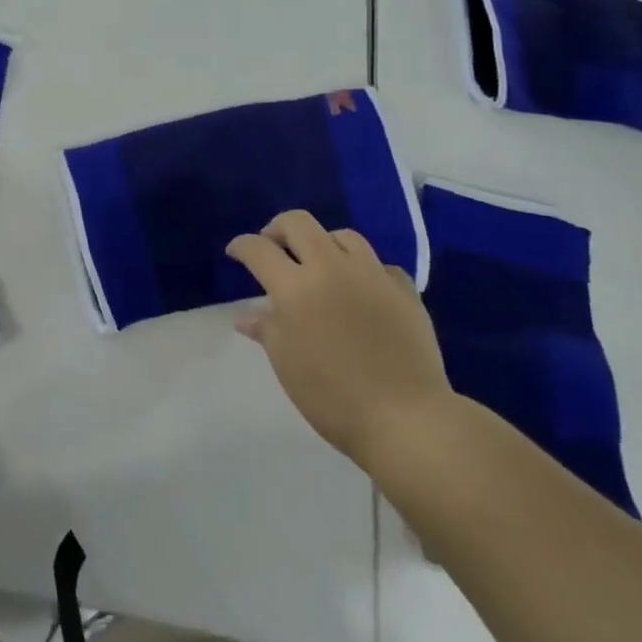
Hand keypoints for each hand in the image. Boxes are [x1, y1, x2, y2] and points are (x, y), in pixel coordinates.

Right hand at [227, 211, 453, 468]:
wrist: (407, 418)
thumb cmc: (333, 396)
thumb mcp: (287, 365)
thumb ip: (267, 330)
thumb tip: (248, 317)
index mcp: (295, 288)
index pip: (259, 249)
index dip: (241, 246)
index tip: (235, 253)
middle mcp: (331, 269)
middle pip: (299, 223)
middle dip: (277, 228)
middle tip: (272, 247)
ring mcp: (372, 275)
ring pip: (342, 236)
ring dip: (322, 242)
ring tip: (318, 263)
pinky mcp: (404, 290)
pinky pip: (379, 265)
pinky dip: (363, 270)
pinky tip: (361, 290)